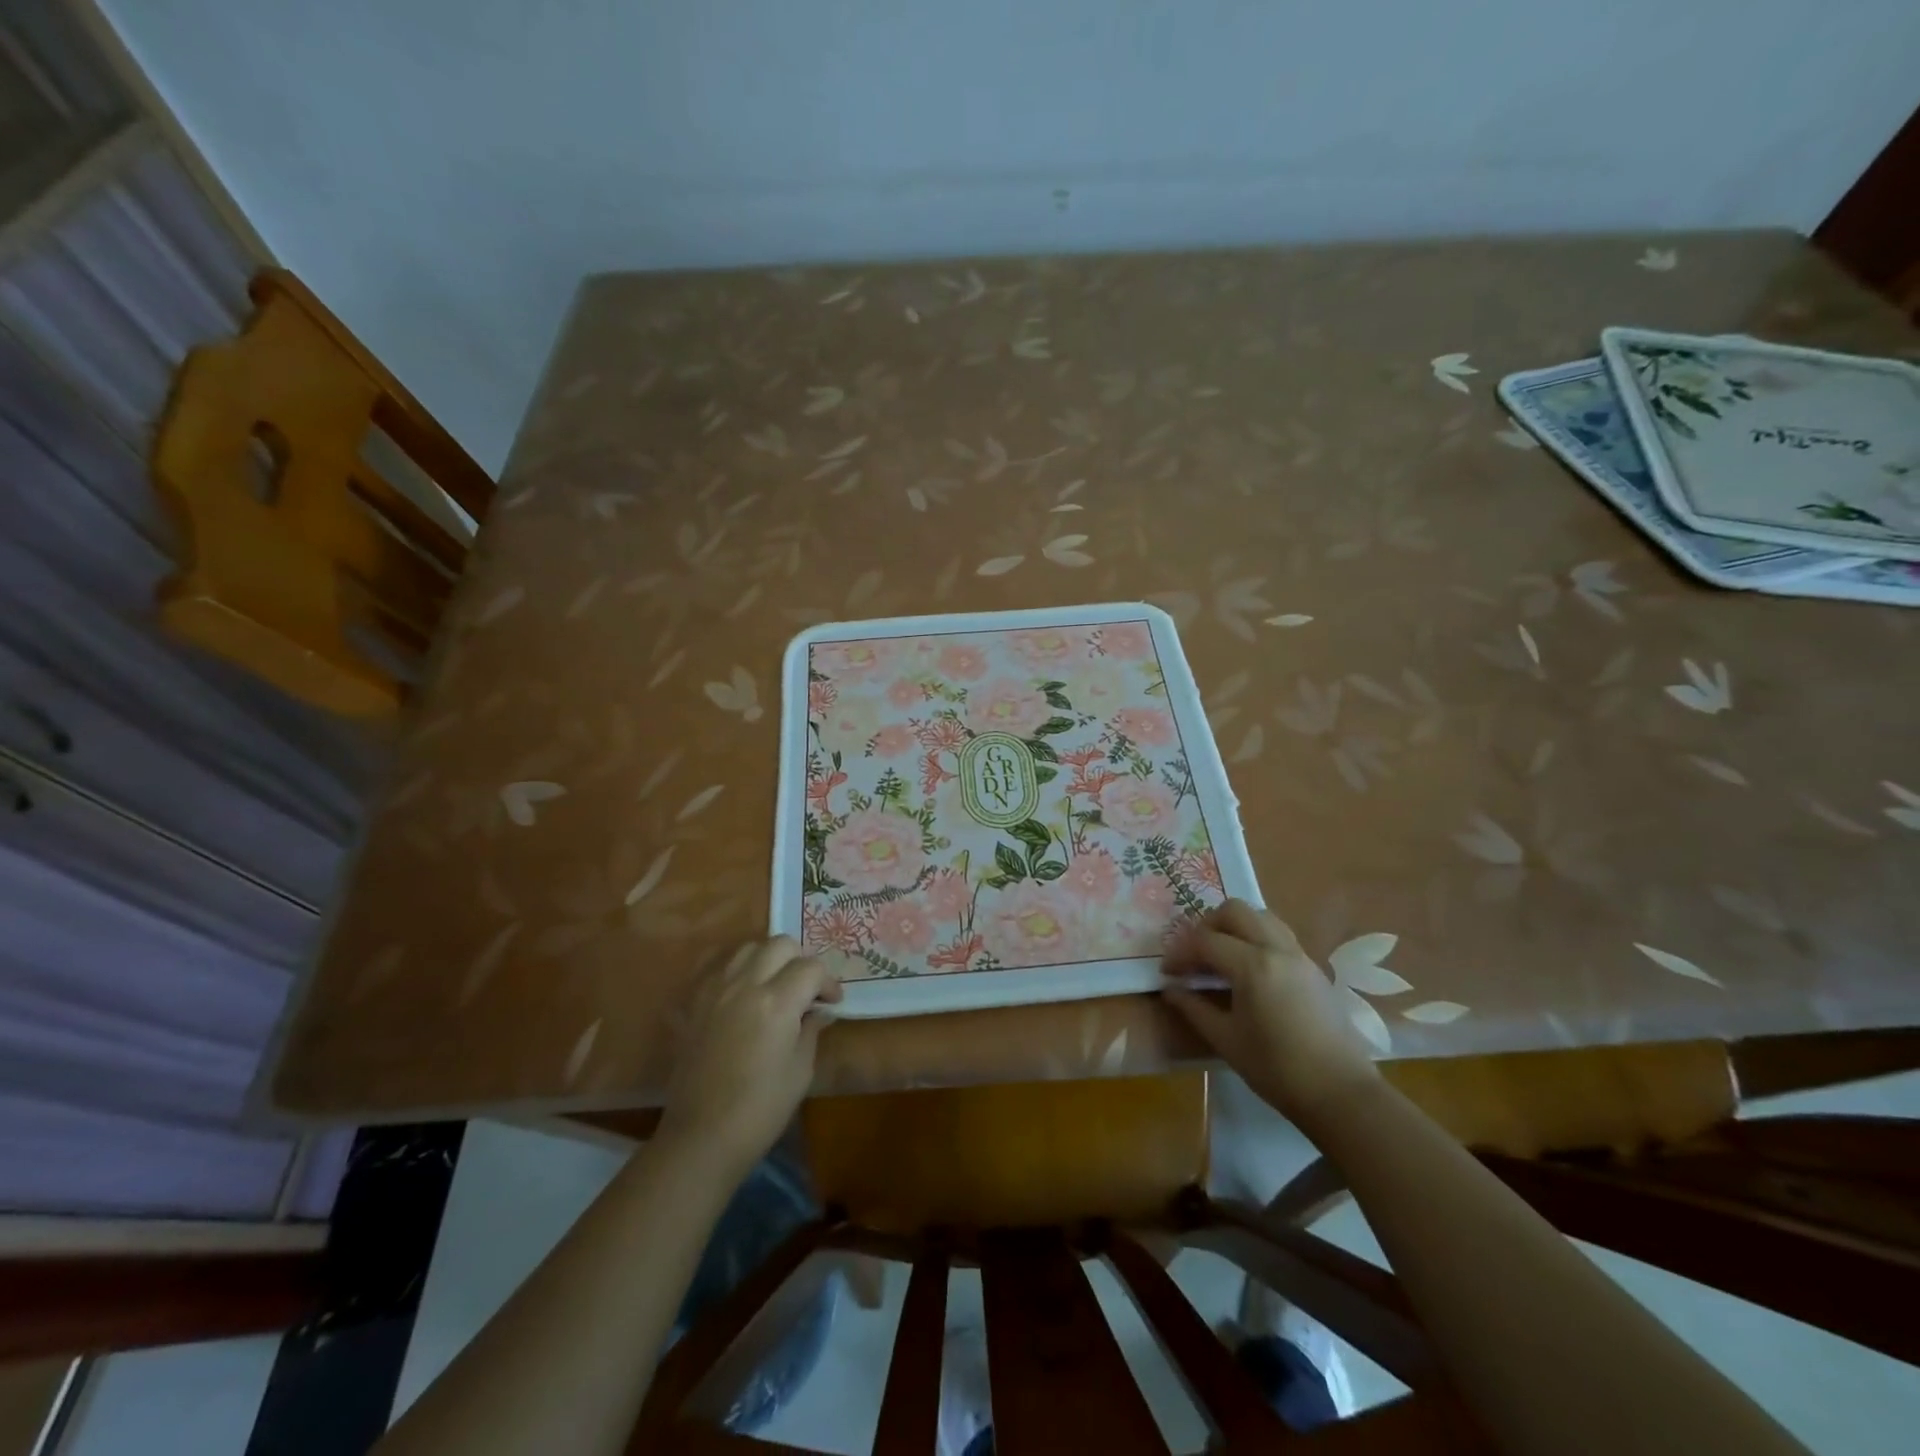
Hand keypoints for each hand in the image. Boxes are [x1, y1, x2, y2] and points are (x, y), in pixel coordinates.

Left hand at [657, 937, 841, 1180]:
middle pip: (780, 944)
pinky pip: (720, 967)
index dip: (828, 982)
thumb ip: (811, 1030)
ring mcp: (716, 990)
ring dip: (769, 958)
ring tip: (776, 984)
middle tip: (808, 987)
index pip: (811, 968)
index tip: (832, 1002)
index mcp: (777, 1002)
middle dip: (801, 960)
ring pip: (749, 948)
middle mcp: (745, 984)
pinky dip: (739, 969)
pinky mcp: (695, 1003)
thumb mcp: (800, 1070)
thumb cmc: (761, 1109)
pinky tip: (745, 992)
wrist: (702, 1136)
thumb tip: (819, 1011)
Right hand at [1163, 899, 1379, 1129]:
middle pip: (1234, 911)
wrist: (1341, 1093)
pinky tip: (1248, 969)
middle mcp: (1276, 949)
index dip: (1180, 952)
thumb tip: (1170, 989)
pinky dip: (1256, 937)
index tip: (1168, 972)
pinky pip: (1278, 933)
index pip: (1205, 941)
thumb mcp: (1226, 1040)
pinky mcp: (1312, 967)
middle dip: (1206, 926)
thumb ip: (1194, 1008)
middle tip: (1194, 955)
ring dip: (1234, 926)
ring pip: (1260, 916)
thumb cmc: (1277, 1069)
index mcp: (1252, 966)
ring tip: (1221, 956)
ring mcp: (1299, 955)